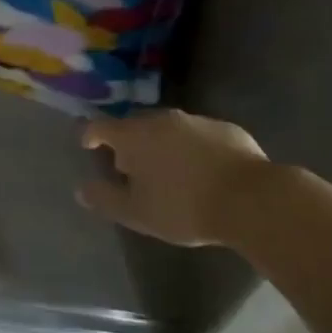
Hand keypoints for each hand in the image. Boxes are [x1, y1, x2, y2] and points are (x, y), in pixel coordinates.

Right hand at [77, 109, 270, 245]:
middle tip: (130, 166)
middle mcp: (162, 118)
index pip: (101, 126)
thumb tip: (81, 189)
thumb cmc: (184, 207)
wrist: (250, 199)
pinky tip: (202, 171)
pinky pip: (199, 135)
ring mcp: (196, 120)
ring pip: (169, 128)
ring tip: (167, 170)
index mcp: (134, 135)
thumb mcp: (138, 213)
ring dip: (162, 144)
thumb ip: (106, 199)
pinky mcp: (226, 128)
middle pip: (135, 125)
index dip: (90, 134)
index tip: (88, 145)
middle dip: (129, 142)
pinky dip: (192, 148)